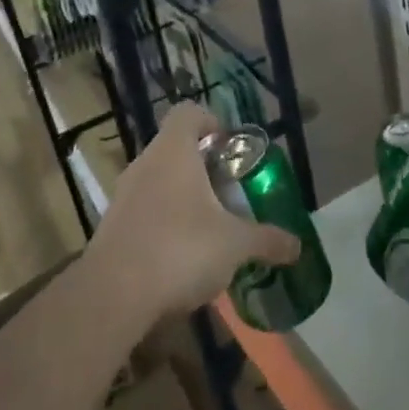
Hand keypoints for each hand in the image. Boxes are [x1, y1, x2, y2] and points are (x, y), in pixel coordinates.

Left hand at [91, 103, 302, 319]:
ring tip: (210, 228)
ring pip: (159, 181)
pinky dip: (164, 223)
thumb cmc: (180, 249)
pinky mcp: (111, 227)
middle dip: (204, 167)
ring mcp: (123, 195)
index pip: (189, 113)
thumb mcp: (235, 245)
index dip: (212, 122)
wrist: (113, 296)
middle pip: (175, 148)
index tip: (231, 148)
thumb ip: (267, 240)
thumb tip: (297, 245)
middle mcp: (145, 163)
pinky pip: (144, 211)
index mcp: (173, 151)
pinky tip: (182, 256)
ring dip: (184, 197)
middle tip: (230, 193)